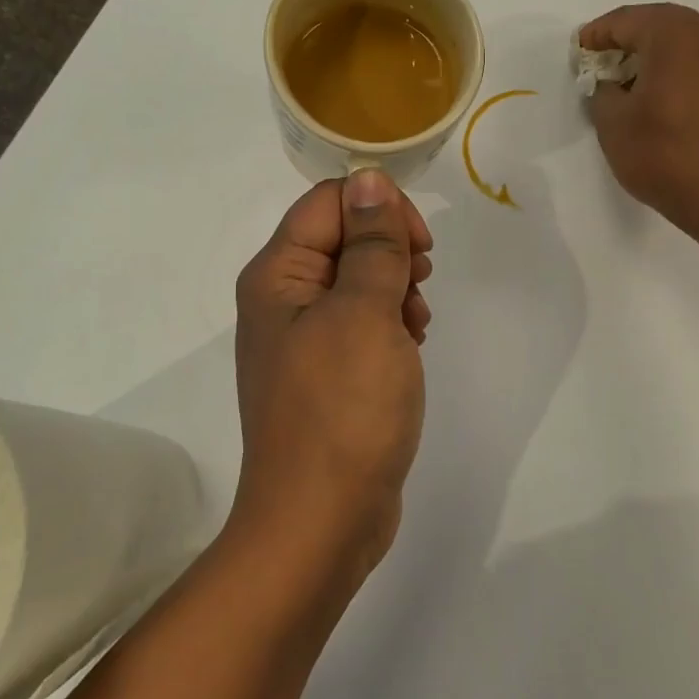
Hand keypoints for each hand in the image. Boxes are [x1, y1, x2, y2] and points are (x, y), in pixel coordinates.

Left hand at [231, 169, 434, 576]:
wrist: (321, 520)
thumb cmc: (343, 409)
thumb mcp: (365, 313)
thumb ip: (371, 243)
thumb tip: (369, 178)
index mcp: (278, 274)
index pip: (329, 202)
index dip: (379, 210)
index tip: (418, 247)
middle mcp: (283, 299)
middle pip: (343, 237)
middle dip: (391, 252)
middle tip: (419, 284)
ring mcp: (304, 338)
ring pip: (359, 281)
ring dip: (397, 289)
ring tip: (417, 324)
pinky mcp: (327, 372)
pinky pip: (362, 323)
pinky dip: (392, 324)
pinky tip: (412, 346)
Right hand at [580, 3, 698, 245]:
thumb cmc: (662, 153)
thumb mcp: (613, 122)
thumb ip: (602, 92)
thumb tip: (610, 86)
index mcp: (674, 34)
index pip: (626, 21)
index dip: (597, 35)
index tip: (578, 51)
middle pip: (658, 26)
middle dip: (626, 41)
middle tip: (600, 62)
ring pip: (683, 46)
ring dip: (653, 57)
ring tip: (627, 83)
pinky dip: (676, 74)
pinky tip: (659, 100)